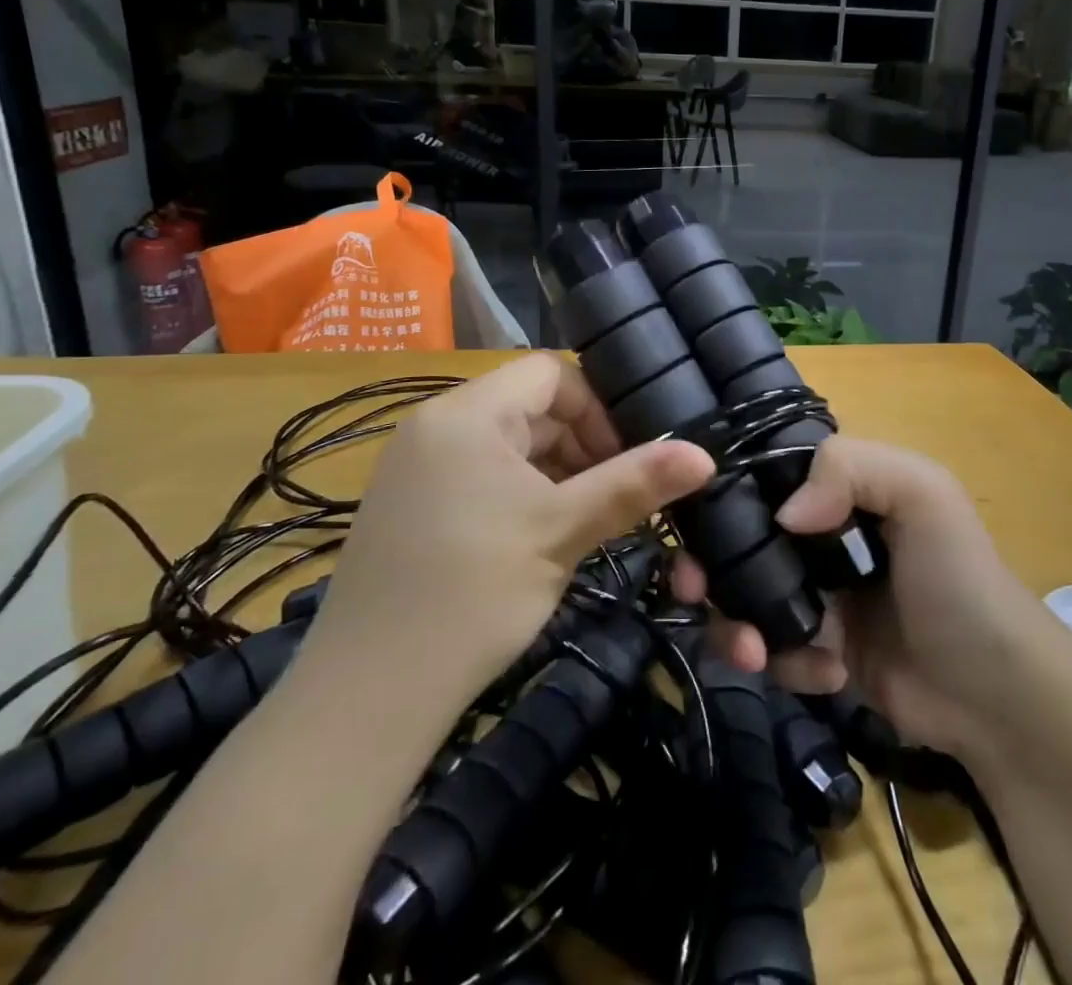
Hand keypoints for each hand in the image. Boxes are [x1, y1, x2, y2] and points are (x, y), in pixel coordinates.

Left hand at [297, 355, 713, 711]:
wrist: (367, 697)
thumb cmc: (474, 594)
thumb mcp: (562, 532)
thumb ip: (633, 485)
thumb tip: (704, 454)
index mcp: (466, 412)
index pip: (550, 374)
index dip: (597, 409)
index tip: (625, 460)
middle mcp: (435, 425)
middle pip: (529, 408)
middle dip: (579, 446)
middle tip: (612, 499)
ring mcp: (416, 467)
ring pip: (507, 446)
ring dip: (553, 473)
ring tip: (581, 523)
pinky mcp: (408, 506)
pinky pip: (479, 476)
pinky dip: (519, 494)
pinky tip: (536, 540)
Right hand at [673, 436, 1042, 761]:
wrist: (995, 695)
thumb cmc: (957, 579)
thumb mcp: (923, 494)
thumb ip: (851, 469)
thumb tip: (781, 515)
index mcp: (841, 488)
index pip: (765, 475)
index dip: (725, 491)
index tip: (690, 520)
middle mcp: (821, 534)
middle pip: (742, 540)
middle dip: (711, 567)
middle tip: (694, 590)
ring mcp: (817, 594)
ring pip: (745, 598)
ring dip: (738, 624)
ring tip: (756, 653)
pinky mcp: (817, 650)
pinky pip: (772, 650)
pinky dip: (785, 662)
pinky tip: (826, 673)